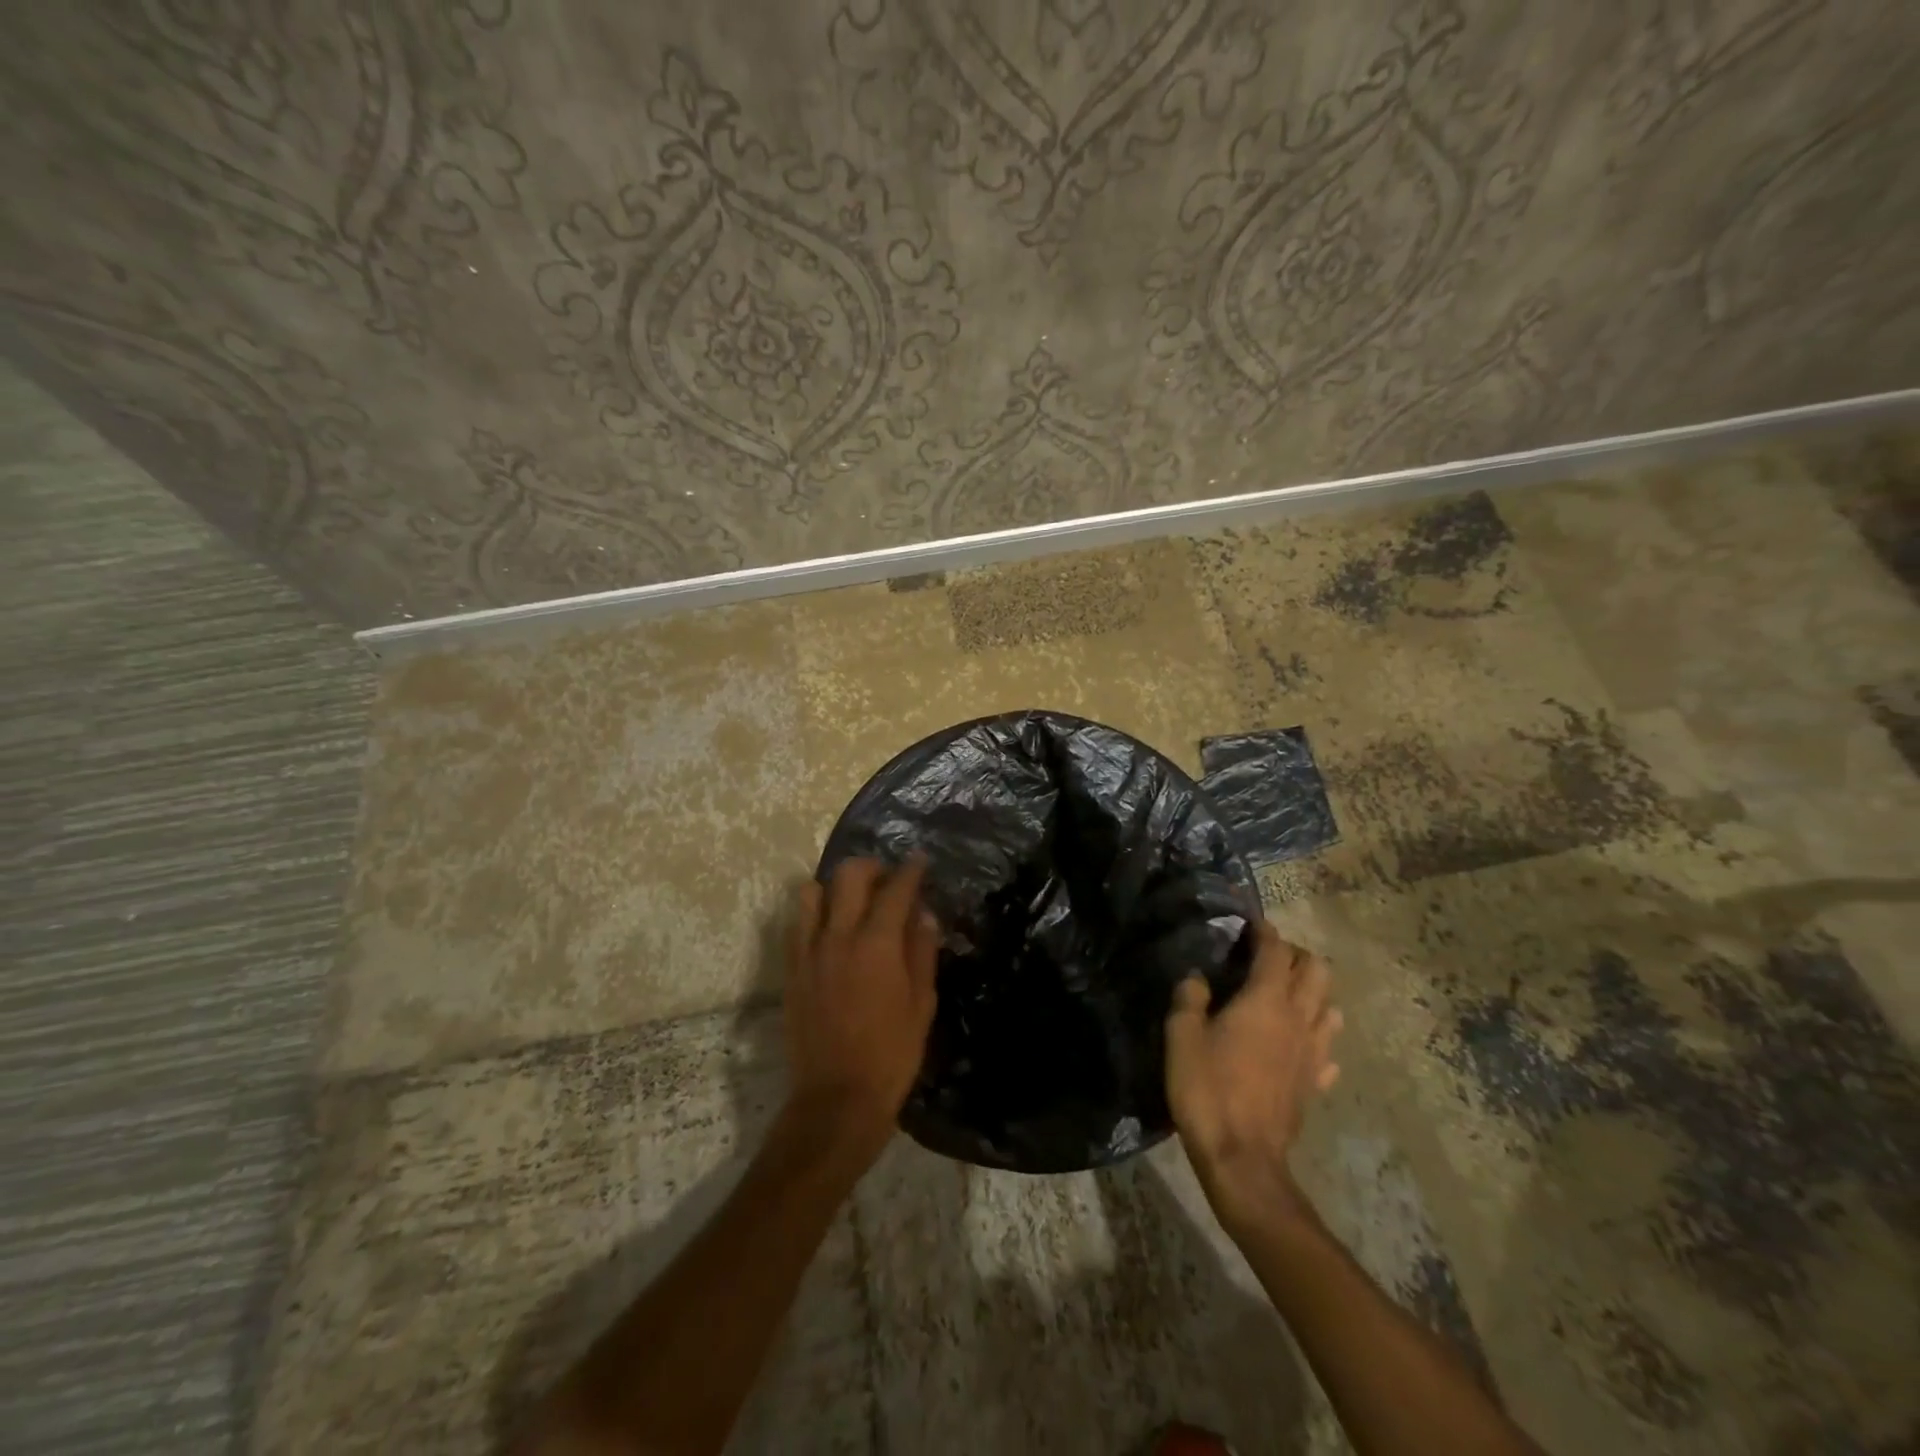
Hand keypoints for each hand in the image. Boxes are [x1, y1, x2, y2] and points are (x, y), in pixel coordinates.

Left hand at [783, 857, 939, 1160]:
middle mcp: (838, 936)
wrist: (836, 1098)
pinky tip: (829, 930)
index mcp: (877, 944)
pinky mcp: (791, 969)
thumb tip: (924, 914)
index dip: (910, 870)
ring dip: (835, 887)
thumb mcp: (922, 1004)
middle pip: (849, 876)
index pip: (895, 889)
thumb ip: (922, 952)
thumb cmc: (891, 1054)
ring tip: (852, 902)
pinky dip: (814, 913)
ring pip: (812, 892)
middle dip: (872, 867)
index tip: (919, 859)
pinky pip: (796, 924)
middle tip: (887, 880)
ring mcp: (808, 951)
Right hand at [1165, 919, 1341, 1228]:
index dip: (1265, 931)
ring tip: (1286, 996)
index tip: (1252, 922)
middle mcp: (1298, 1018)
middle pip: (1317, 971)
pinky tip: (1298, 1044)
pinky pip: (1327, 1050)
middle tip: (1268, 957)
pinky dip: (1317, 1036)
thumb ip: (1189, 998)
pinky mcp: (1315, 1083)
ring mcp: (1312, 1053)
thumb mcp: (1182, 1036)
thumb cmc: (1207, 1089)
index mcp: (1265, 1000)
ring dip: (1313, 993)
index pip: (1275, 951)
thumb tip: (1197, 978)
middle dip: (1296, 956)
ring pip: (1329, 1007)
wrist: (1242, 1158)